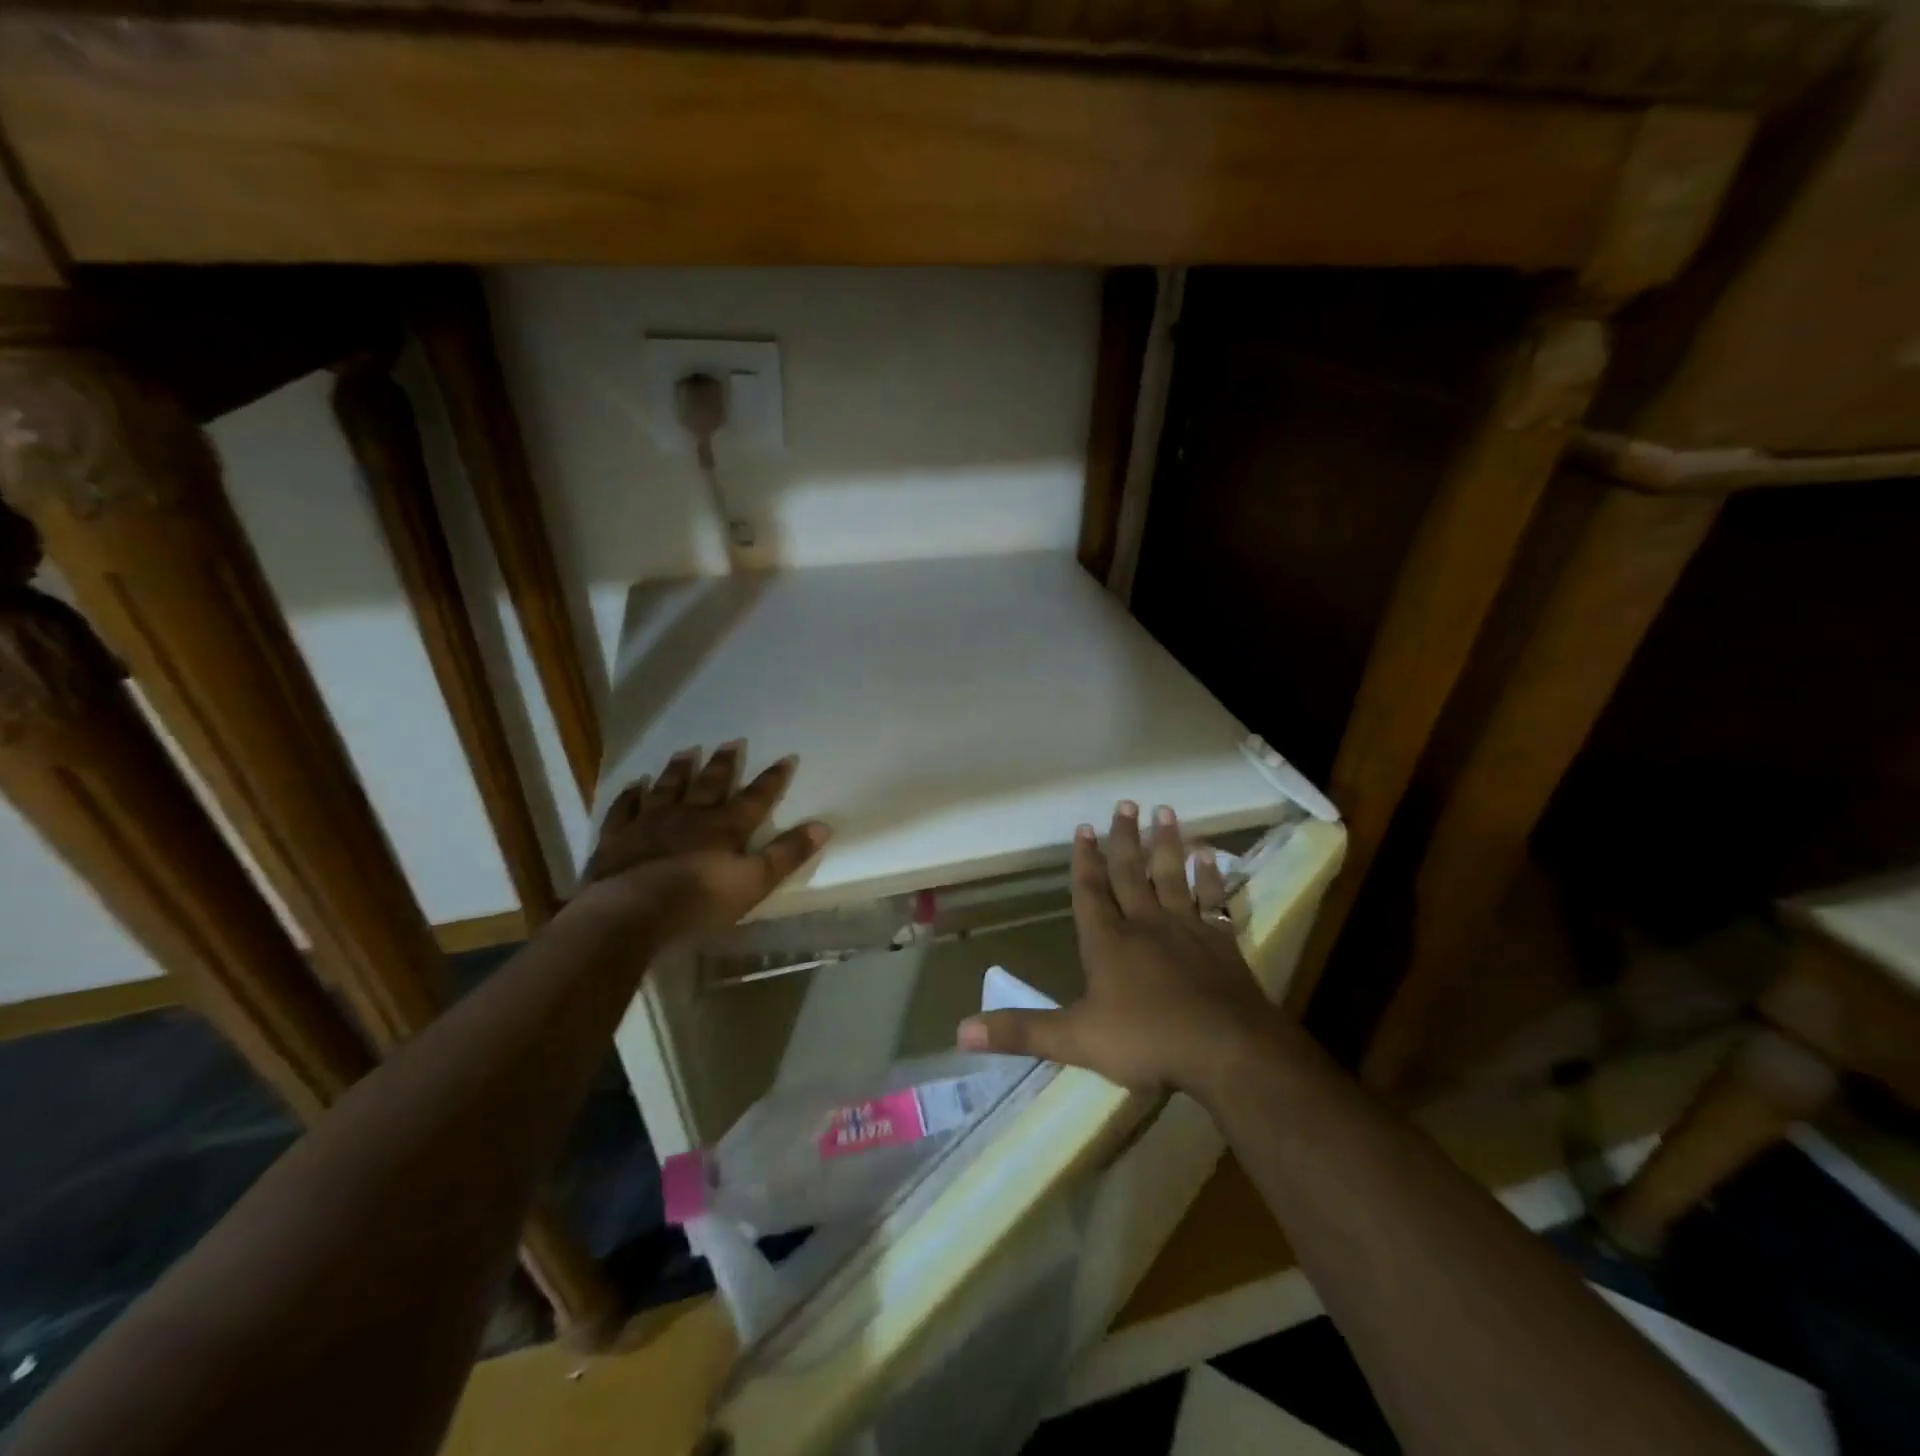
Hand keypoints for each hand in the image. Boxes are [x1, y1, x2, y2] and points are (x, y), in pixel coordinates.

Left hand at [578, 741, 828, 940]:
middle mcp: (690, 815)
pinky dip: (630, 796)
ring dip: (678, 770)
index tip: (786, 758)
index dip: (772, 779)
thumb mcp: (754, 881)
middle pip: (709, 784)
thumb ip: (787, 854)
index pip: (756, 798)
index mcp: (725, 827)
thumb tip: (823, 826)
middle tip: (730, 742)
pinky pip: (625, 809)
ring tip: (685, 751)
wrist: (632, 910)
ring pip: (667, 788)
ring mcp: (650, 823)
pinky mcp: (618, 838)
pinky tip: (633, 786)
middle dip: (723, 764)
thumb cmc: (699, 899)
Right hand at [957, 802, 1272, 1094]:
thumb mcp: (1075, 1040)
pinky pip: (1213, 900)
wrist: (1226, 1050)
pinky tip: (1210, 855)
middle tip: (1125, 803)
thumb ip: (1021, 1031)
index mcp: (1108, 942)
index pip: (1090, 892)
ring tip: (1164, 811)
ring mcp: (1186, 929)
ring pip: (1172, 877)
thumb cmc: (1147, 1041)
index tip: (1084, 827)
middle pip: (1131, 873)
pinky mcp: (1220, 943)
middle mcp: (1145, 925)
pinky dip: (1210, 876)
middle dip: (1124, 839)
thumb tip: (960, 1030)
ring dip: (1166, 844)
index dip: (1084, 860)